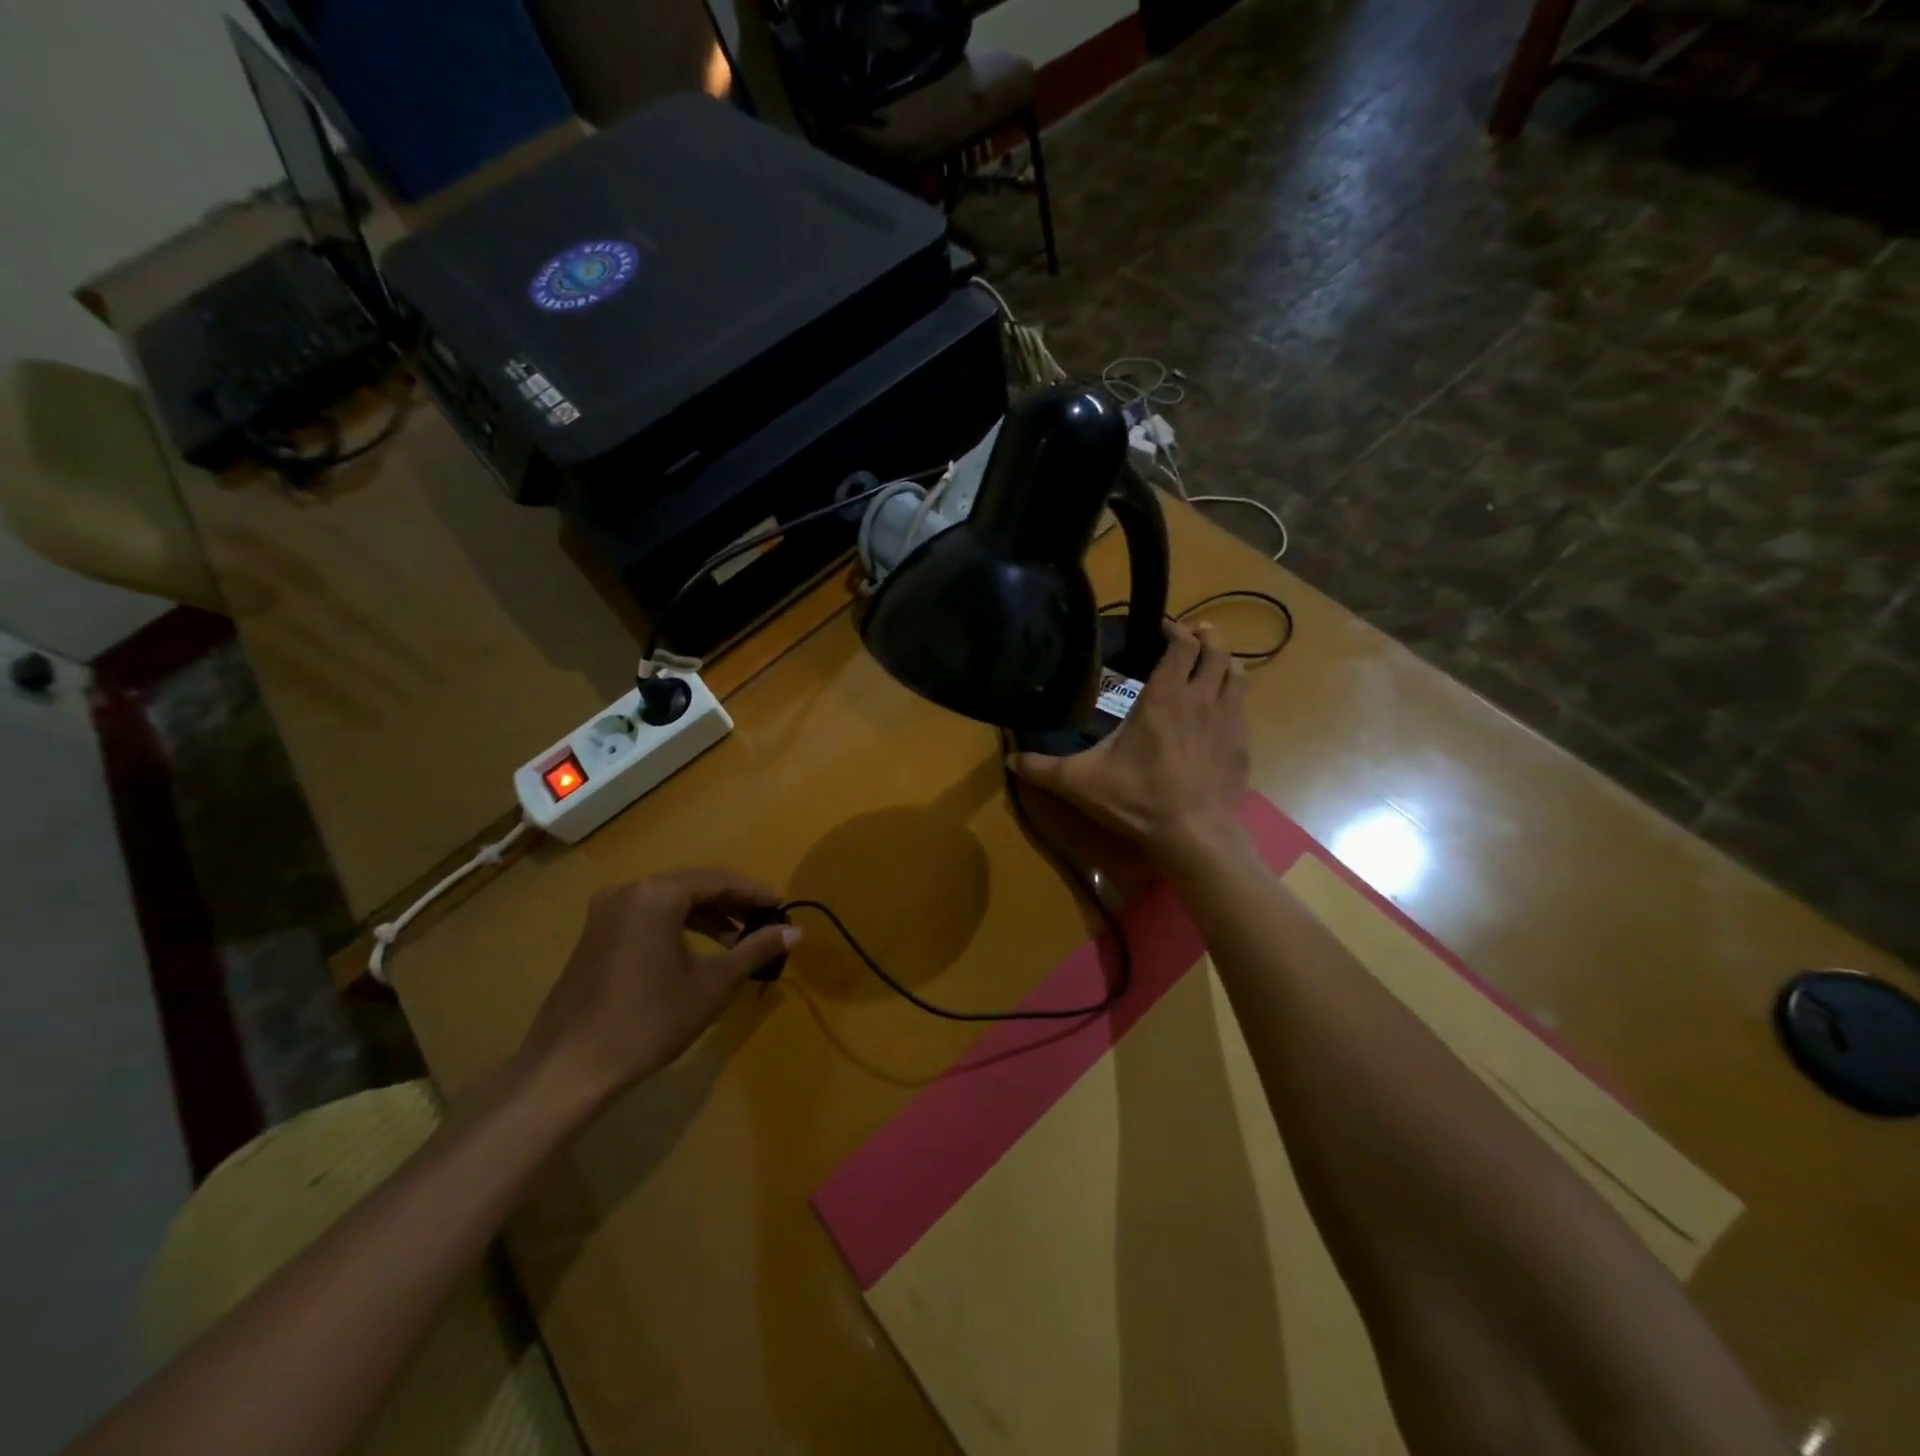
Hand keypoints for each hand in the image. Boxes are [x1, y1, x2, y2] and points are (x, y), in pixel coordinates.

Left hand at [516, 869, 797, 1117]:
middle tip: (765, 922)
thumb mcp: (712, 985)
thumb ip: (755, 950)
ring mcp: (606, 912)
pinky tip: (698, 950)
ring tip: (738, 939)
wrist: (568, 1068)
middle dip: (732, 903)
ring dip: (707, 915)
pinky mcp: (595, 934)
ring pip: (670, 900)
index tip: (783, 907)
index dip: (755, 893)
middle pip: (693, 885)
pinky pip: (648, 915)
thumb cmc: (648, 1022)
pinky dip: (679, 925)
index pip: (719, 880)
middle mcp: (629, 891)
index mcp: (657, 894)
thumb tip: (796, 931)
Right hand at [1011, 621, 1249, 866]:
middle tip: (1193, 635)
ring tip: (1213, 661)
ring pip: (1237, 675)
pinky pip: (1243, 708)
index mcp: (1164, 697)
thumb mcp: (1081, 782)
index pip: (1180, 646)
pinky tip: (1222, 711)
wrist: (1195, 835)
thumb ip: (1043, 769)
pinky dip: (1234, 698)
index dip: (1174, 630)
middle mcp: (1201, 699)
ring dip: (1225, 662)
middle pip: (1215, 651)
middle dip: (1205, 638)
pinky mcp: (1242, 746)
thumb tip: (1009, 759)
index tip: (1163, 627)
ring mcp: (1228, 721)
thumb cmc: (1138, 799)